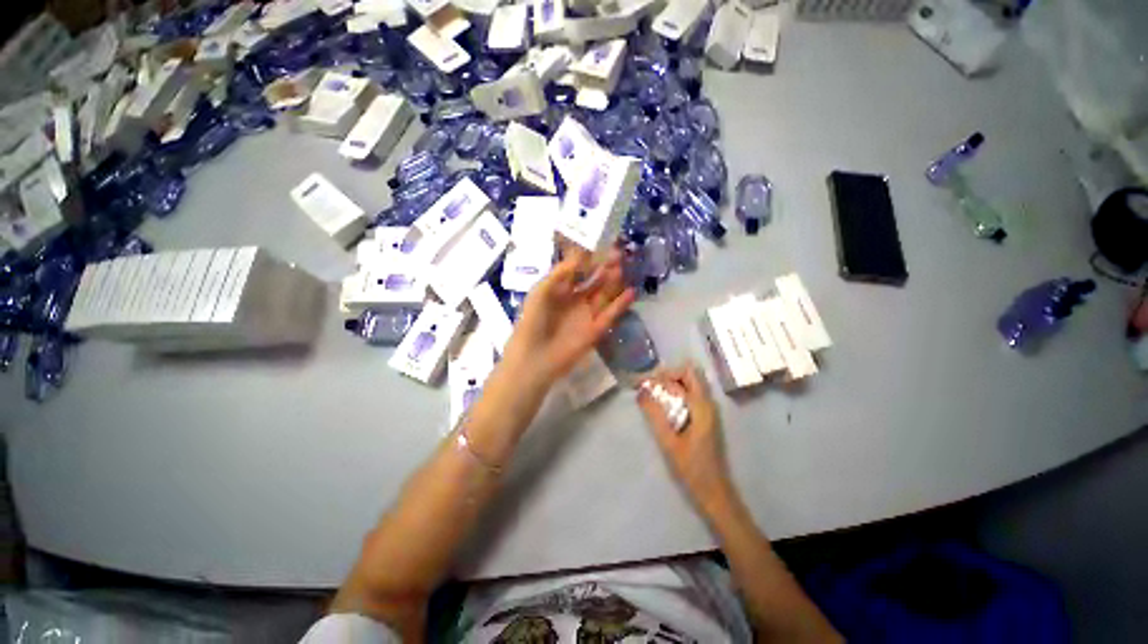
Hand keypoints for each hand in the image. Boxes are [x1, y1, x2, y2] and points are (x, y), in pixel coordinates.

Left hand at [504, 248, 635, 386]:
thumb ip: (561, 273)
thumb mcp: (541, 291)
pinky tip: (631, 291)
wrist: (535, 358)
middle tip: (618, 252)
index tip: (601, 243)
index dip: (588, 258)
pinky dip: (621, 304)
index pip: (577, 270)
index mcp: (558, 290)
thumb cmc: (533, 321)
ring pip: (604, 294)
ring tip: (623, 266)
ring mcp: (586, 315)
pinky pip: (611, 314)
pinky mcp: (596, 330)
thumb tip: (580, 254)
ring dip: (613, 281)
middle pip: (593, 280)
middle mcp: (574, 300)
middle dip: (604, 266)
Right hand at [638, 364, 733, 513]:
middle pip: (689, 375)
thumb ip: (654, 414)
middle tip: (650, 388)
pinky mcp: (706, 418)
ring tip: (654, 396)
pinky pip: (691, 396)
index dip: (663, 375)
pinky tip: (664, 408)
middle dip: (668, 376)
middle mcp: (708, 403)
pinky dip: (677, 395)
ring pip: (691, 384)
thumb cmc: (691, 468)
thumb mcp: (668, 441)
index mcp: (701, 406)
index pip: (683, 374)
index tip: (646, 384)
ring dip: (672, 385)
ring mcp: (709, 410)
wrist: (714, 491)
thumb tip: (641, 391)